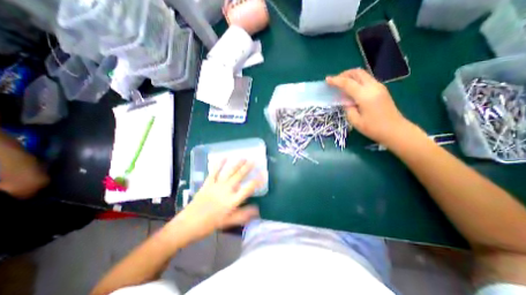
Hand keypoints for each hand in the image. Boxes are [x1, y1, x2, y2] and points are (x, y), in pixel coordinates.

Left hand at [169, 160, 259, 244]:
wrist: (188, 224)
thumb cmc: (210, 224)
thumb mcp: (229, 222)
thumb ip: (243, 215)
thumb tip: (257, 209)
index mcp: (232, 201)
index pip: (248, 189)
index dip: (256, 181)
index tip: (262, 175)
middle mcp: (226, 190)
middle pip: (239, 176)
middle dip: (247, 168)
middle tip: (254, 160)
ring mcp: (216, 185)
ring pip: (229, 172)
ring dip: (237, 164)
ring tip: (244, 157)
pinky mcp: (208, 183)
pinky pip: (214, 171)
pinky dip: (219, 164)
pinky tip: (224, 157)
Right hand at [325, 67, 414, 144]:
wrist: (396, 130)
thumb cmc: (374, 128)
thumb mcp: (355, 121)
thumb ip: (348, 108)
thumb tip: (345, 101)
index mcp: (365, 96)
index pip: (348, 83)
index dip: (336, 80)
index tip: (327, 79)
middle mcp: (373, 87)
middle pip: (357, 72)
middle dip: (344, 74)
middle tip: (335, 81)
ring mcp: (379, 87)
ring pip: (363, 74)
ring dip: (351, 76)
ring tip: (341, 84)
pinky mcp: (381, 89)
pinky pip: (366, 79)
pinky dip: (357, 80)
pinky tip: (351, 89)